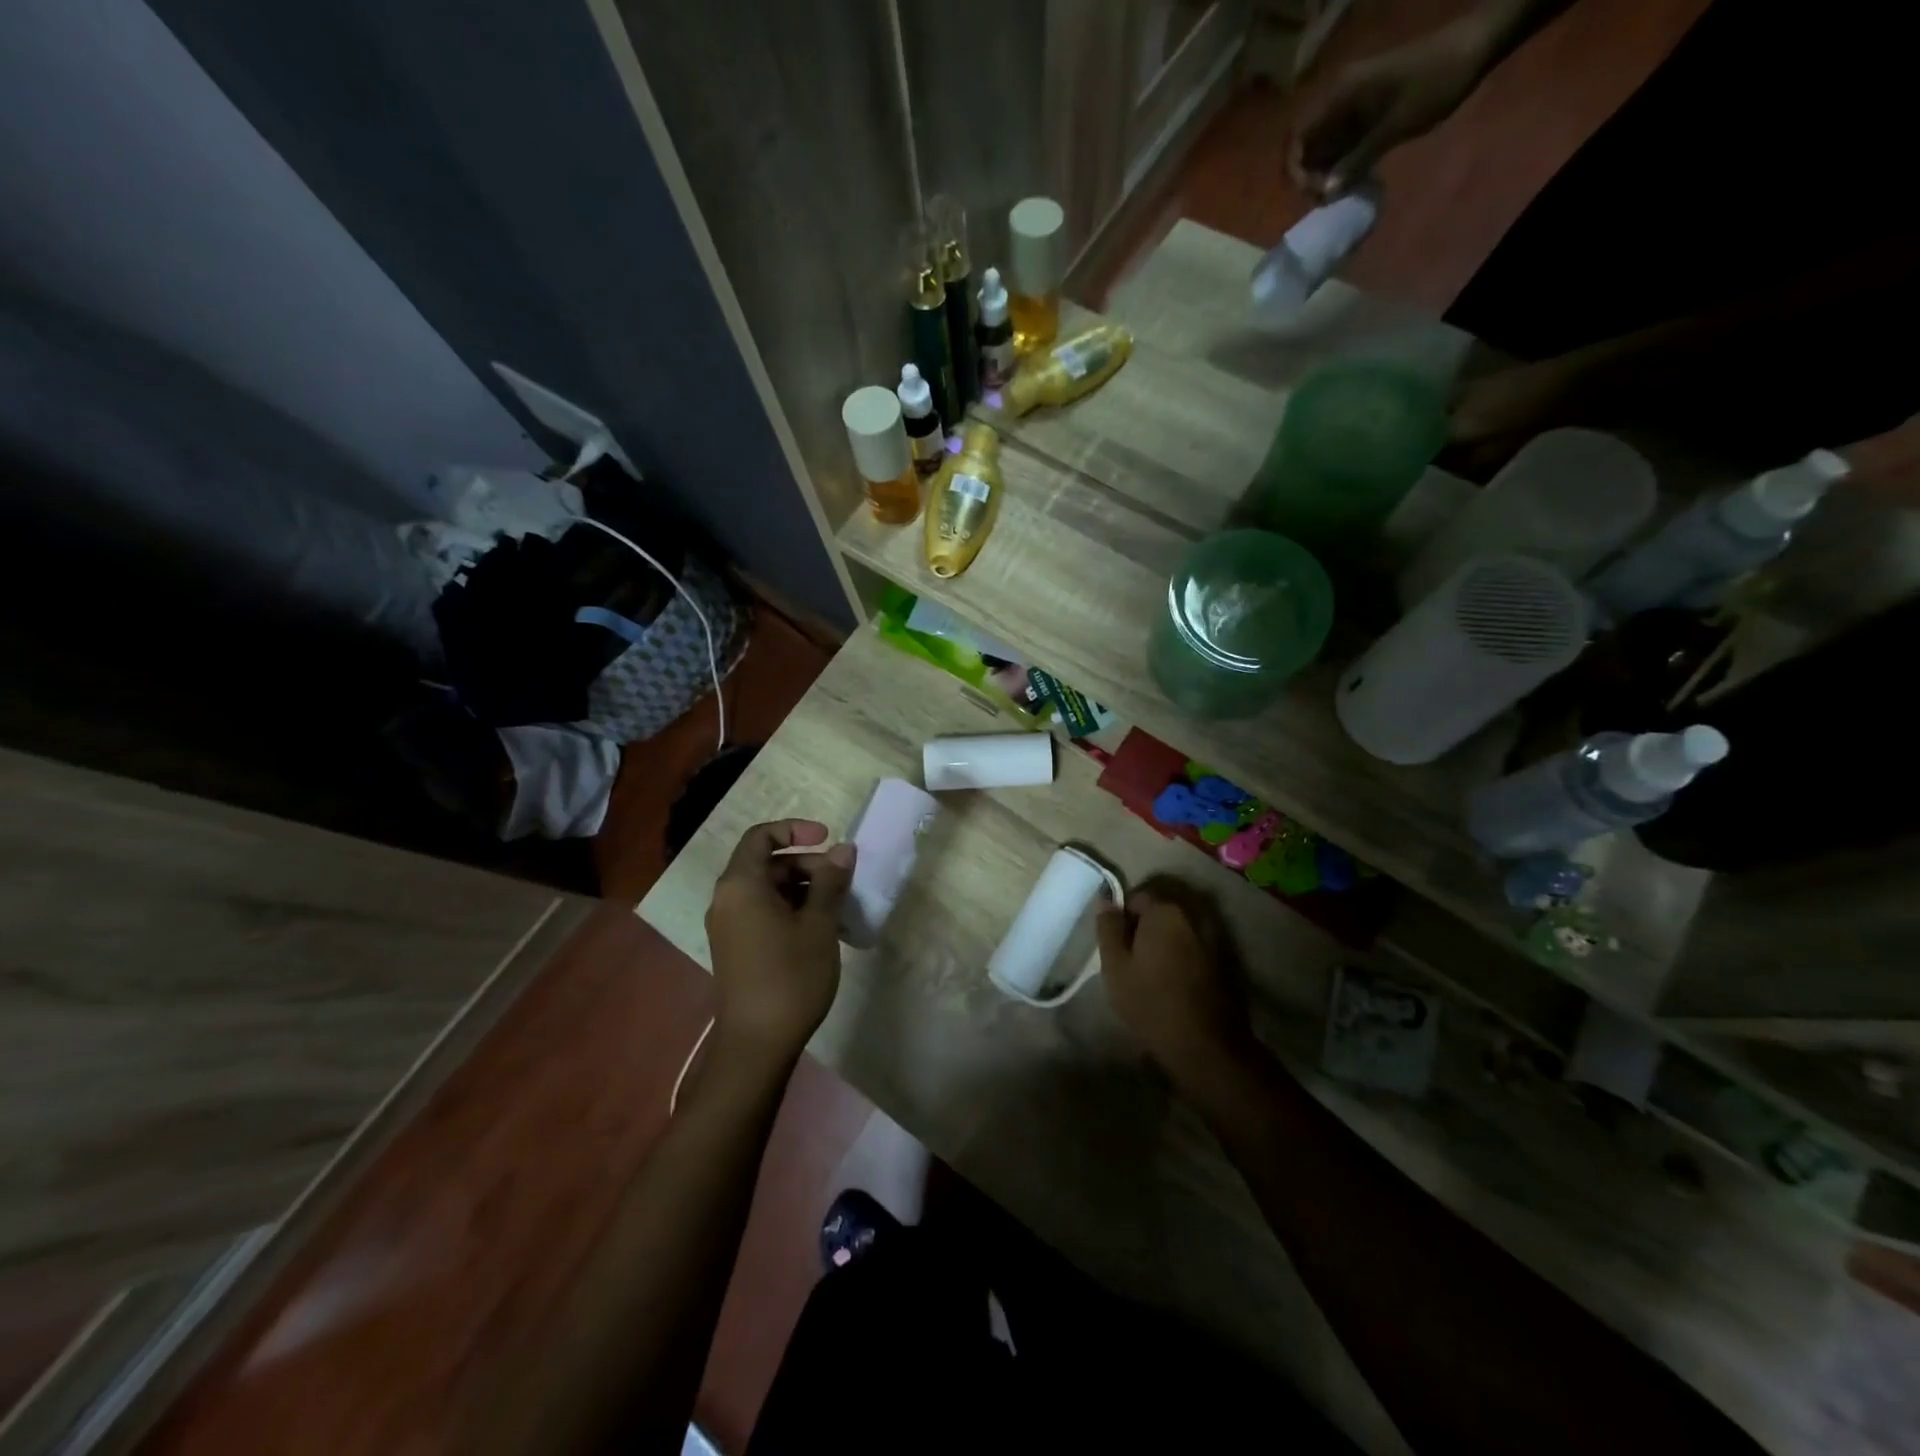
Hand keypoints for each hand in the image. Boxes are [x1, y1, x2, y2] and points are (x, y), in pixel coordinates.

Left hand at [705, 820, 854, 1063]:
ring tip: (839, 909)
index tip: (828, 839)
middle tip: (842, 882)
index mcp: (741, 885)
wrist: (757, 1044)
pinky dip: (792, 911)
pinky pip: (763, 913)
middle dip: (807, 865)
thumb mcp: (818, 924)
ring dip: (803, 890)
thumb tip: (843, 850)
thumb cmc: (790, 976)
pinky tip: (822, 931)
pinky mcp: (736, 948)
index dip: (795, 829)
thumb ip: (829, 881)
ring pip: (768, 891)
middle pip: (767, 864)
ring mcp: (729, 926)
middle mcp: (727, 900)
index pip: (761, 836)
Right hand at [1097, 880, 1253, 1085]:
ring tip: (1154, 960)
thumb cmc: (1150, 1001)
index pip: (1137, 895)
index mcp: (1165, 909)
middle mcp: (1193, 911)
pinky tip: (1176, 969)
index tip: (1118, 942)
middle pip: (1163, 902)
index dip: (1123, 916)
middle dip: (1147, 918)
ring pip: (1182, 918)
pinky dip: (1185, 942)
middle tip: (1134, 950)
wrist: (1204, 1043)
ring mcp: (1214, 931)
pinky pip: (1197, 935)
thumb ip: (1108, 927)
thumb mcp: (1115, 966)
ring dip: (1167, 930)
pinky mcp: (1225, 952)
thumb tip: (1105, 898)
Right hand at [1291, 23, 1487, 197]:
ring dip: (1325, 176)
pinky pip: (1340, 148)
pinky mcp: (1363, 118)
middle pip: (1307, 147)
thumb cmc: (1435, 82)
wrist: (1473, 49)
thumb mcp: (1396, 125)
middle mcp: (1338, 101)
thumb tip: (1326, 194)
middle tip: (1327, 200)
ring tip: (1339, 197)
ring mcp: (1350, 110)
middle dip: (1310, 177)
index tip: (1312, 192)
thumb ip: (1358, 159)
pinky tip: (1351, 184)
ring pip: (1322, 151)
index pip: (1299, 136)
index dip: (1296, 168)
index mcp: (1340, 95)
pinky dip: (1341, 168)